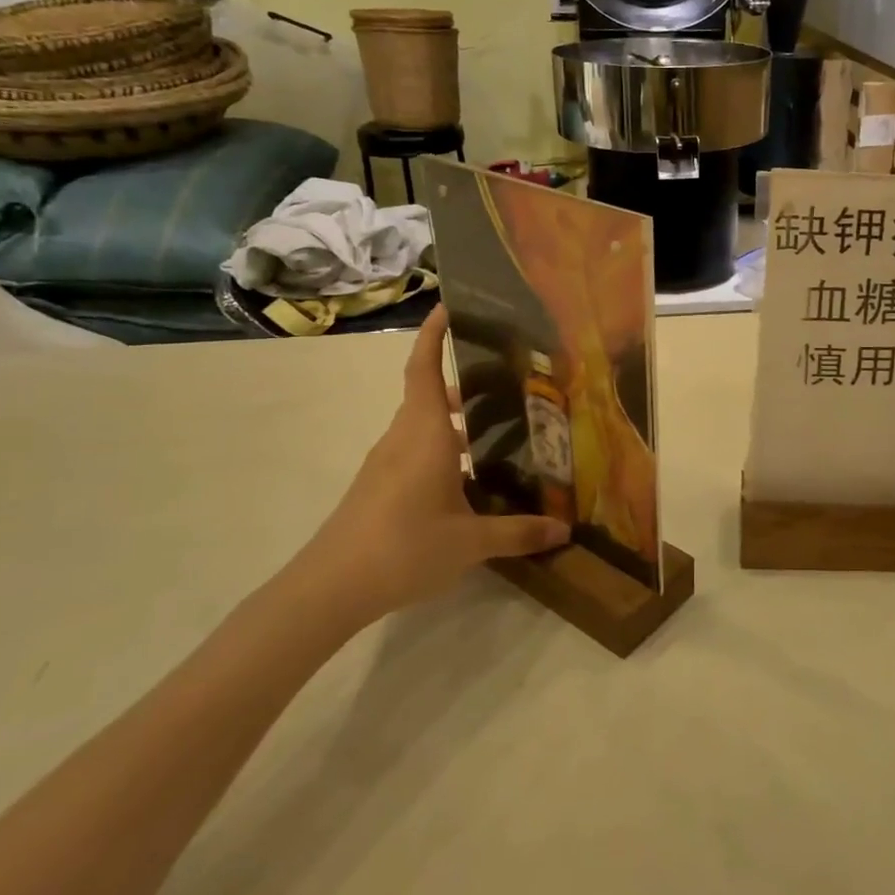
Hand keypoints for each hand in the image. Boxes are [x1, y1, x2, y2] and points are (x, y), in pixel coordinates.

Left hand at [290, 308, 569, 625]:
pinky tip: (469, 477)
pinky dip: (442, 447)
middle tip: (508, 381)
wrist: (329, 588)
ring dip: (454, 419)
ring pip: (422, 424)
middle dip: (464, 383)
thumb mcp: (471, 542)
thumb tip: (564, 529)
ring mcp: (386, 463)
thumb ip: (519, 532)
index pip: (424, 370)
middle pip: (429, 395)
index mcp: (425, 434)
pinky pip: (415, 450)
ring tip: (499, 428)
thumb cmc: (404, 547)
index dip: (433, 336)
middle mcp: (403, 438)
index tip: (449, 306)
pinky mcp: (378, 486)